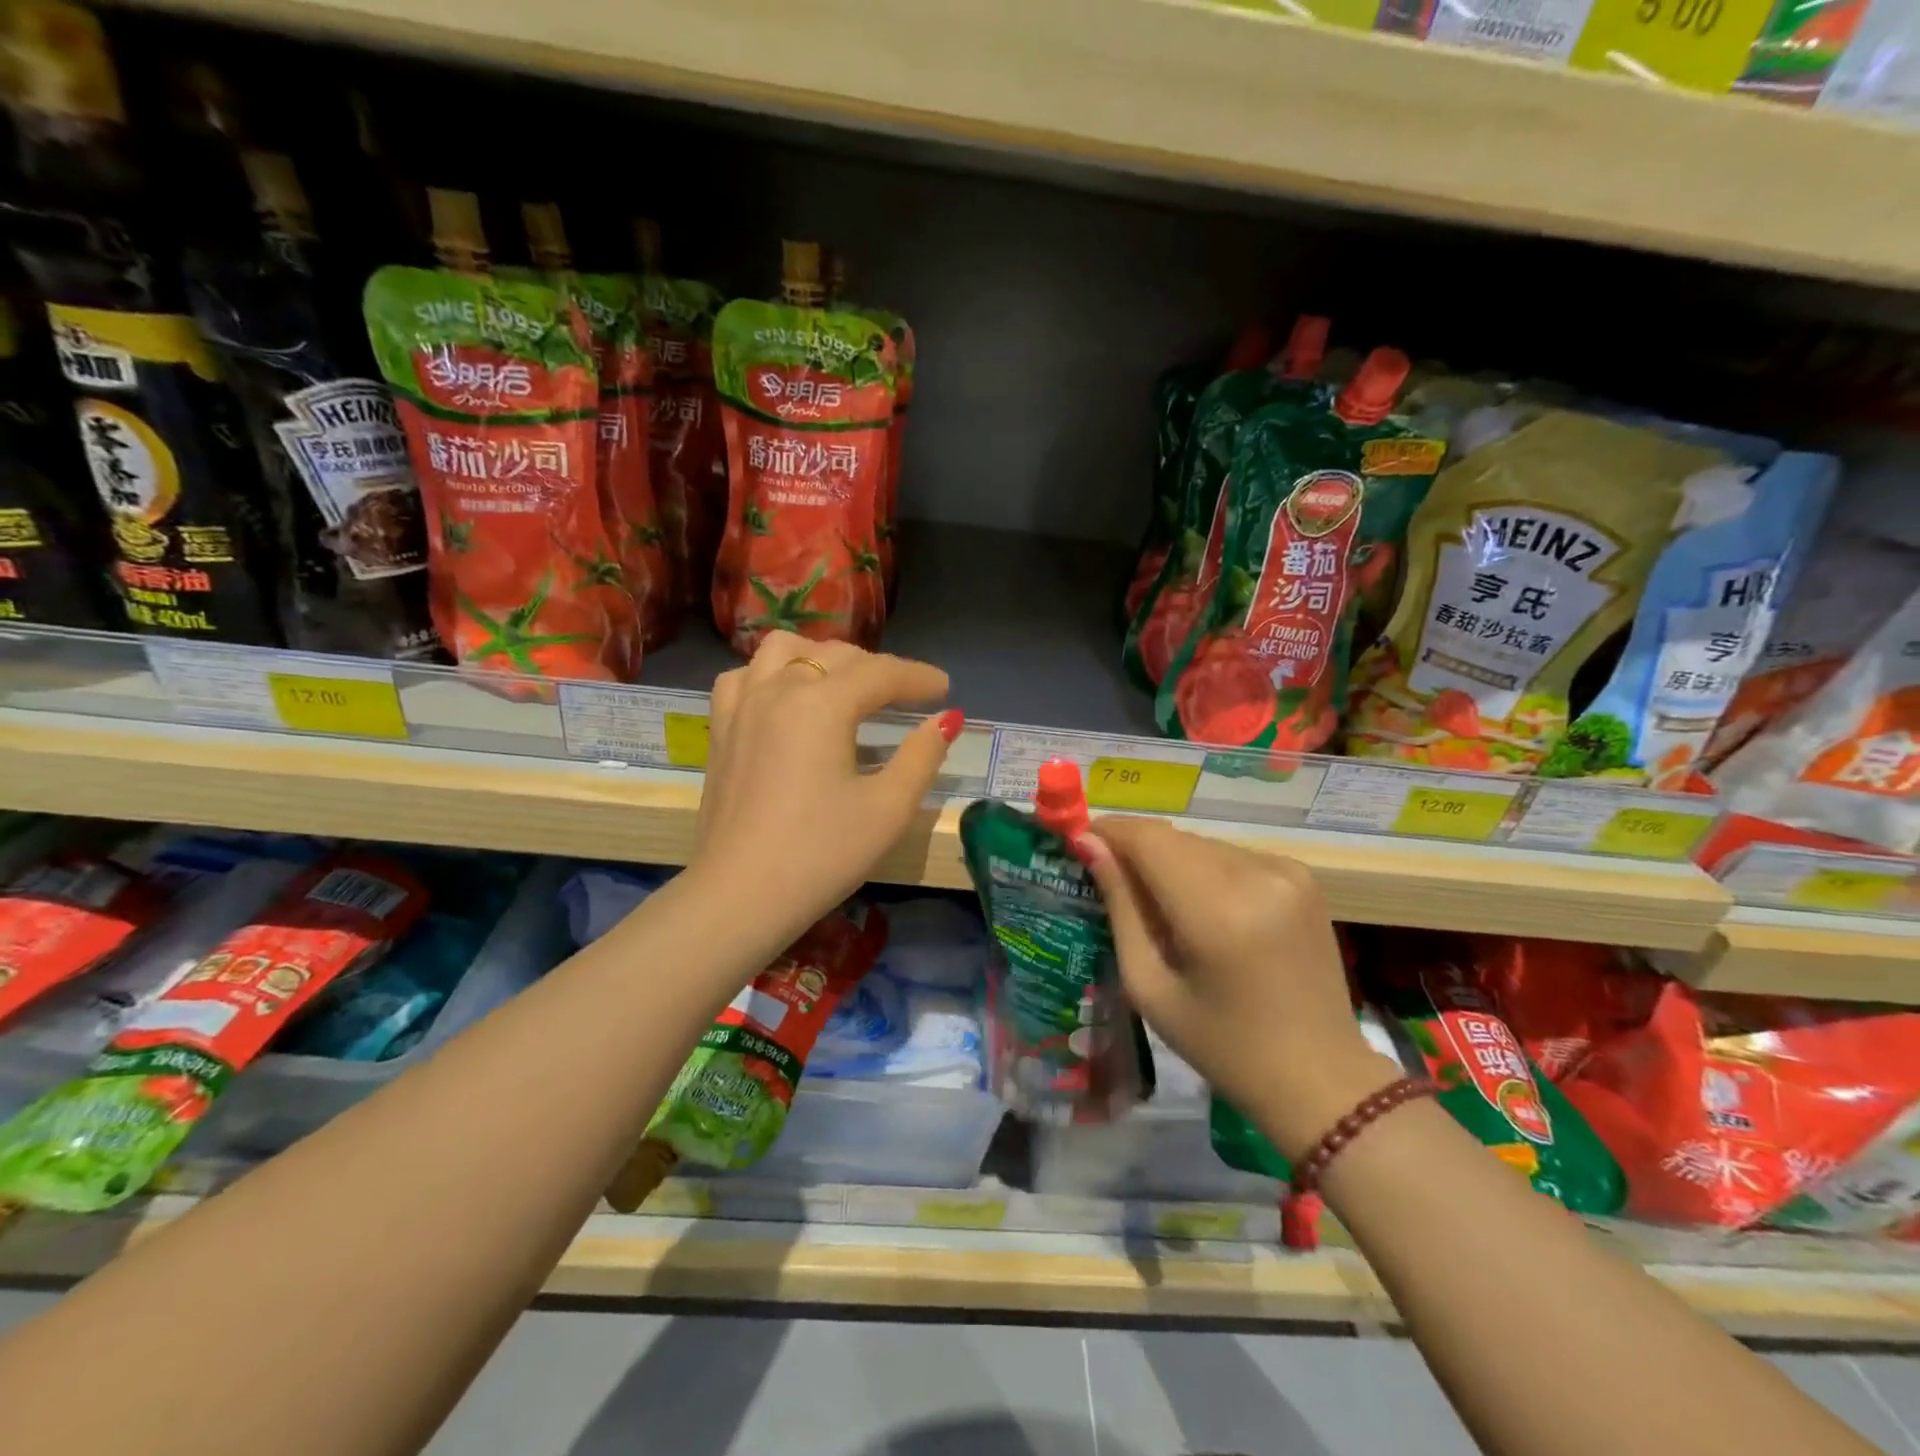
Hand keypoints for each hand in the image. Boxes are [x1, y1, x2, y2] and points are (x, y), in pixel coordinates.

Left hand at [692, 632, 960, 942]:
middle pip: (836, 656)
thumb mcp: (888, 808)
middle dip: (877, 668)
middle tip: (906, 696)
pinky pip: (746, 676)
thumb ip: (923, 756)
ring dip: (822, 657)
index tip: (944, 687)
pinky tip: (786, 698)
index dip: (918, 677)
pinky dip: (773, 673)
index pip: (880, 673)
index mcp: (821, 704)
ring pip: (783, 650)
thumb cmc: (822, 854)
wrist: (740, 897)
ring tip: (844, 685)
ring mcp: (741, 706)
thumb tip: (947, 720)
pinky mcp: (720, 729)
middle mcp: (777, 689)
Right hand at [1079, 818, 1397, 1158]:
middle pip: (1175, 838)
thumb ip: (1120, 907)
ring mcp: (1286, 871)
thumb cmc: (1222, 1046)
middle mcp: (1257, 876)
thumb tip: (1088, 844)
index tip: (1079, 839)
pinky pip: (1232, 855)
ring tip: (1156, 902)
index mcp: (1217, 913)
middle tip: (1108, 877)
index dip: (1110, 831)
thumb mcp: (1151, 986)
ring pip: (1202, 844)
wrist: (1320, 1077)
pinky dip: (1205, 869)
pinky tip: (1203, 908)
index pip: (1149, 839)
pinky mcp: (1302, 875)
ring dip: (1170, 859)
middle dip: (1136, 848)